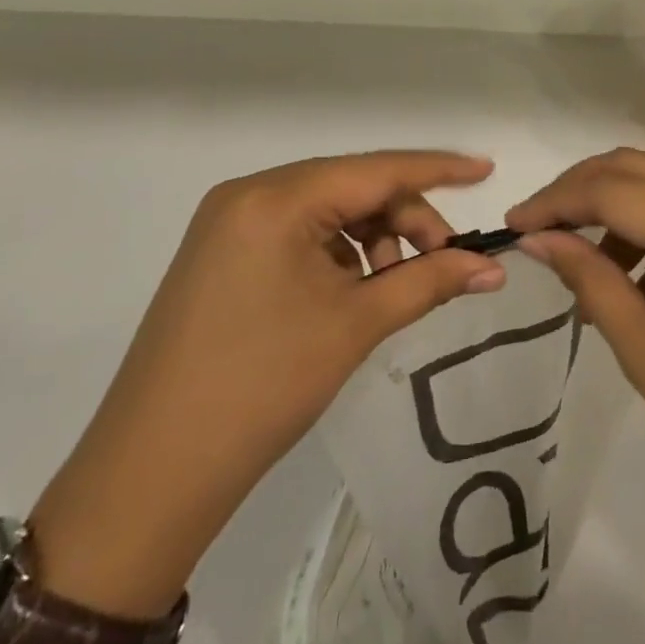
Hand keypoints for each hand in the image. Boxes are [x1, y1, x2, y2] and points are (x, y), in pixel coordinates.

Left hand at [30, 151, 505, 614]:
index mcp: (276, 199)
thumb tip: (492, 267)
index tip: (487, 170)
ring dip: (372, 238)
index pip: (375, 169)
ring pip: (326, 210)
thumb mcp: (355, 325)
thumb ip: (429, 281)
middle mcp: (248, 195)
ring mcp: (229, 223)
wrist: (151, 473)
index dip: (437, 170)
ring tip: (393, 286)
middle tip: (443, 260)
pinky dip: (337, 252)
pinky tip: (352, 291)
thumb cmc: (262, 386)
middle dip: (405, 218)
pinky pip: (297, 232)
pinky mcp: (221, 253)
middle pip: (351, 187)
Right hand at [508, 148, 644, 510]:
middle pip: (636, 166)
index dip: (555, 201)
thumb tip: (537, 238)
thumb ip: (588, 278)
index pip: (613, 189)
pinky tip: (631, 271)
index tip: (512, 226)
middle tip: (537, 228)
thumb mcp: (644, 347)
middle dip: (579, 188)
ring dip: (613, 204)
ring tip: (584, 263)